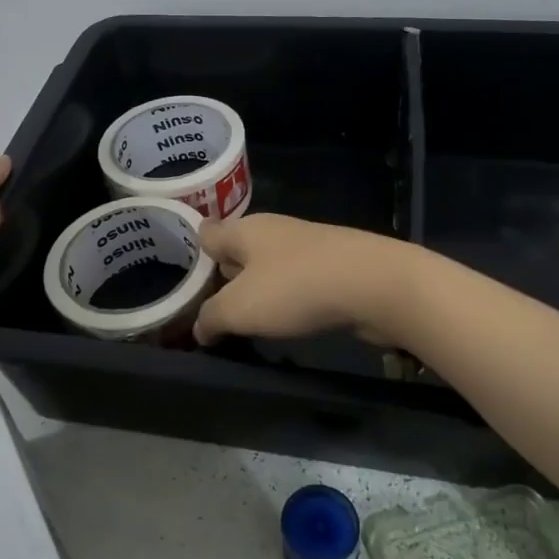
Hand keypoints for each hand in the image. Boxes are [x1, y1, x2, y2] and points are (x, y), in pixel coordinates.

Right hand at [192, 213, 414, 344]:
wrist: (375, 285)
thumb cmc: (296, 288)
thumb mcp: (239, 308)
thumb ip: (212, 317)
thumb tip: (199, 327)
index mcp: (245, 230)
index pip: (207, 233)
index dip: (194, 252)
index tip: (183, 275)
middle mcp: (273, 231)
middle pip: (238, 249)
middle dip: (224, 274)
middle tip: (209, 305)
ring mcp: (307, 247)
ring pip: (269, 266)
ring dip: (258, 289)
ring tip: (245, 318)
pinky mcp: (334, 266)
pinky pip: (297, 281)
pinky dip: (288, 298)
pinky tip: (287, 320)